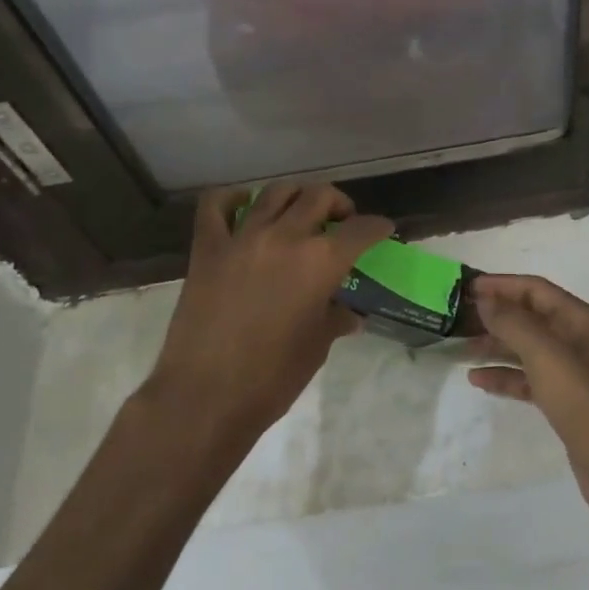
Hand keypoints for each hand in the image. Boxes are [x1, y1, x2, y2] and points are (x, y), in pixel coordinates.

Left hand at [146, 182, 393, 444]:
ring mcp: (242, 238)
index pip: (361, 230)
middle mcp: (285, 237)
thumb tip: (349, 315)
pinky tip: (244, 206)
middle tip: (341, 221)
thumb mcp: (316, 347)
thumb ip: (334, 319)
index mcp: (320, 262)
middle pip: (319, 196)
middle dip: (338, 204)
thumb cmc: (272, 378)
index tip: (382, 229)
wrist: (205, 397)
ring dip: (296, 196)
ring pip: (275, 192)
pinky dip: (232, 199)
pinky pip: (215, 205)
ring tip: (300, 211)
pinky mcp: (207, 248)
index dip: (377, 227)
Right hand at [468, 274, 588, 518]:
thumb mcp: (546, 355)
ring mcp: (571, 372)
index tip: (467, 288)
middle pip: (530, 317)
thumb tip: (485, 300)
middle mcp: (576, 339)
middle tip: (458, 319)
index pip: (535, 289)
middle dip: (496, 315)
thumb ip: (513, 323)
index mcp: (579, 320)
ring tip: (462, 349)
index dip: (502, 285)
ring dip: (496, 346)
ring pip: (526, 348)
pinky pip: (529, 378)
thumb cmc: (584, 402)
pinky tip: (478, 381)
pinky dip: (505, 376)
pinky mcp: (564, 400)